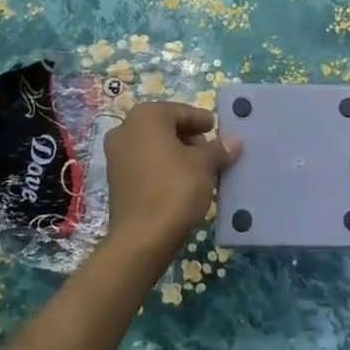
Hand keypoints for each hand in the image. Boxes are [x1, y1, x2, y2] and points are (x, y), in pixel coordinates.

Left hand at [103, 101, 241, 259]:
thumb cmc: (175, 189)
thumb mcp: (204, 165)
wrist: (142, 239)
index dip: (201, 120)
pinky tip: (181, 183)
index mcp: (146, 117)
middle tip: (210, 152)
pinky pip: (144, 163)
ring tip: (199, 170)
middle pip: (165, 126)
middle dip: (189, 137)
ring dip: (176, 153)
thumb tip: (234, 141)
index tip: (217, 129)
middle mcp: (125, 129)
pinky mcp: (115, 179)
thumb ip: (219, 149)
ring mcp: (116, 155)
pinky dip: (162, 167)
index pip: (180, 111)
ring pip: (153, 146)